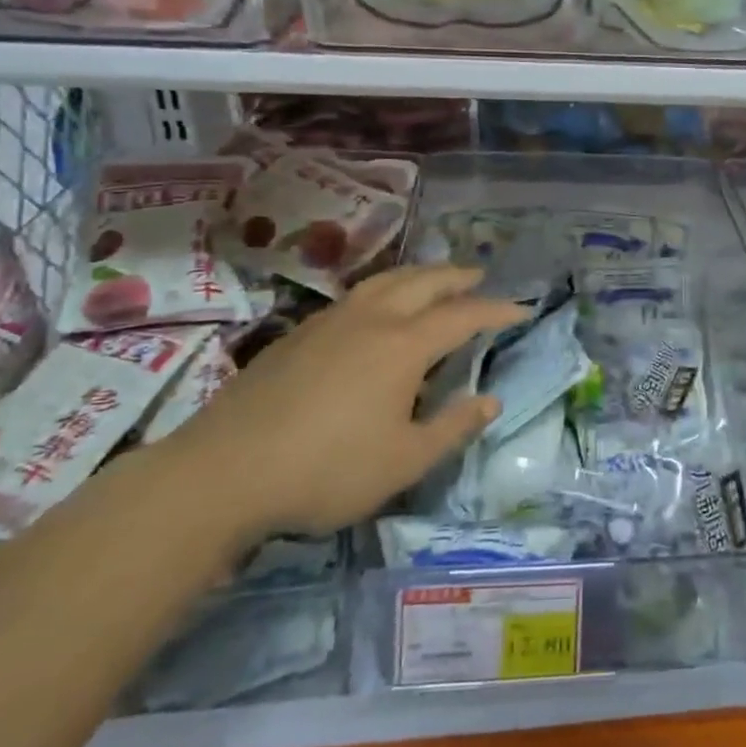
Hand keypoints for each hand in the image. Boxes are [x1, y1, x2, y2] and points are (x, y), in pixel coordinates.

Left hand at [160, 266, 527, 539]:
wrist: (223, 472)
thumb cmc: (326, 470)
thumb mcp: (404, 461)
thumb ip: (453, 427)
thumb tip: (490, 401)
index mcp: (403, 345)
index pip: (463, 315)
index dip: (496, 310)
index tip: (521, 309)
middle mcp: (370, 320)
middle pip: (423, 282)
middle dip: (457, 277)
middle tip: (480, 276)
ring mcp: (329, 322)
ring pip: (384, 281)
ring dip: (418, 274)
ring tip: (433, 280)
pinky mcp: (297, 334)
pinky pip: (355, 295)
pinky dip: (383, 289)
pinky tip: (375, 309)